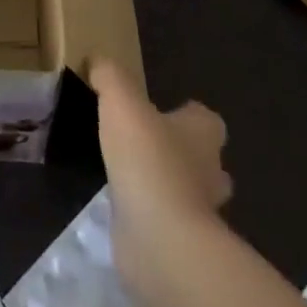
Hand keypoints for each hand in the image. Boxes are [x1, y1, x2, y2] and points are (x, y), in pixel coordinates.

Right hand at [93, 59, 231, 237]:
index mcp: (202, 133)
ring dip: (165, 186)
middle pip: (204, 159)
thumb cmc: (148, 159)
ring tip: (129, 174)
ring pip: (187, 193)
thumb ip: (109, 75)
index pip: (206, 119)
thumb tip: (97, 61)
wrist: (160, 240)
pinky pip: (167, 223)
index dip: (187, 114)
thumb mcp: (120, 100)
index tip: (161, 111)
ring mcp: (200, 214)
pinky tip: (123, 207)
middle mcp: (209, 172)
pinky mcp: (182, 245)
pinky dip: (151, 216)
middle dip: (181, 153)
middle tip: (146, 144)